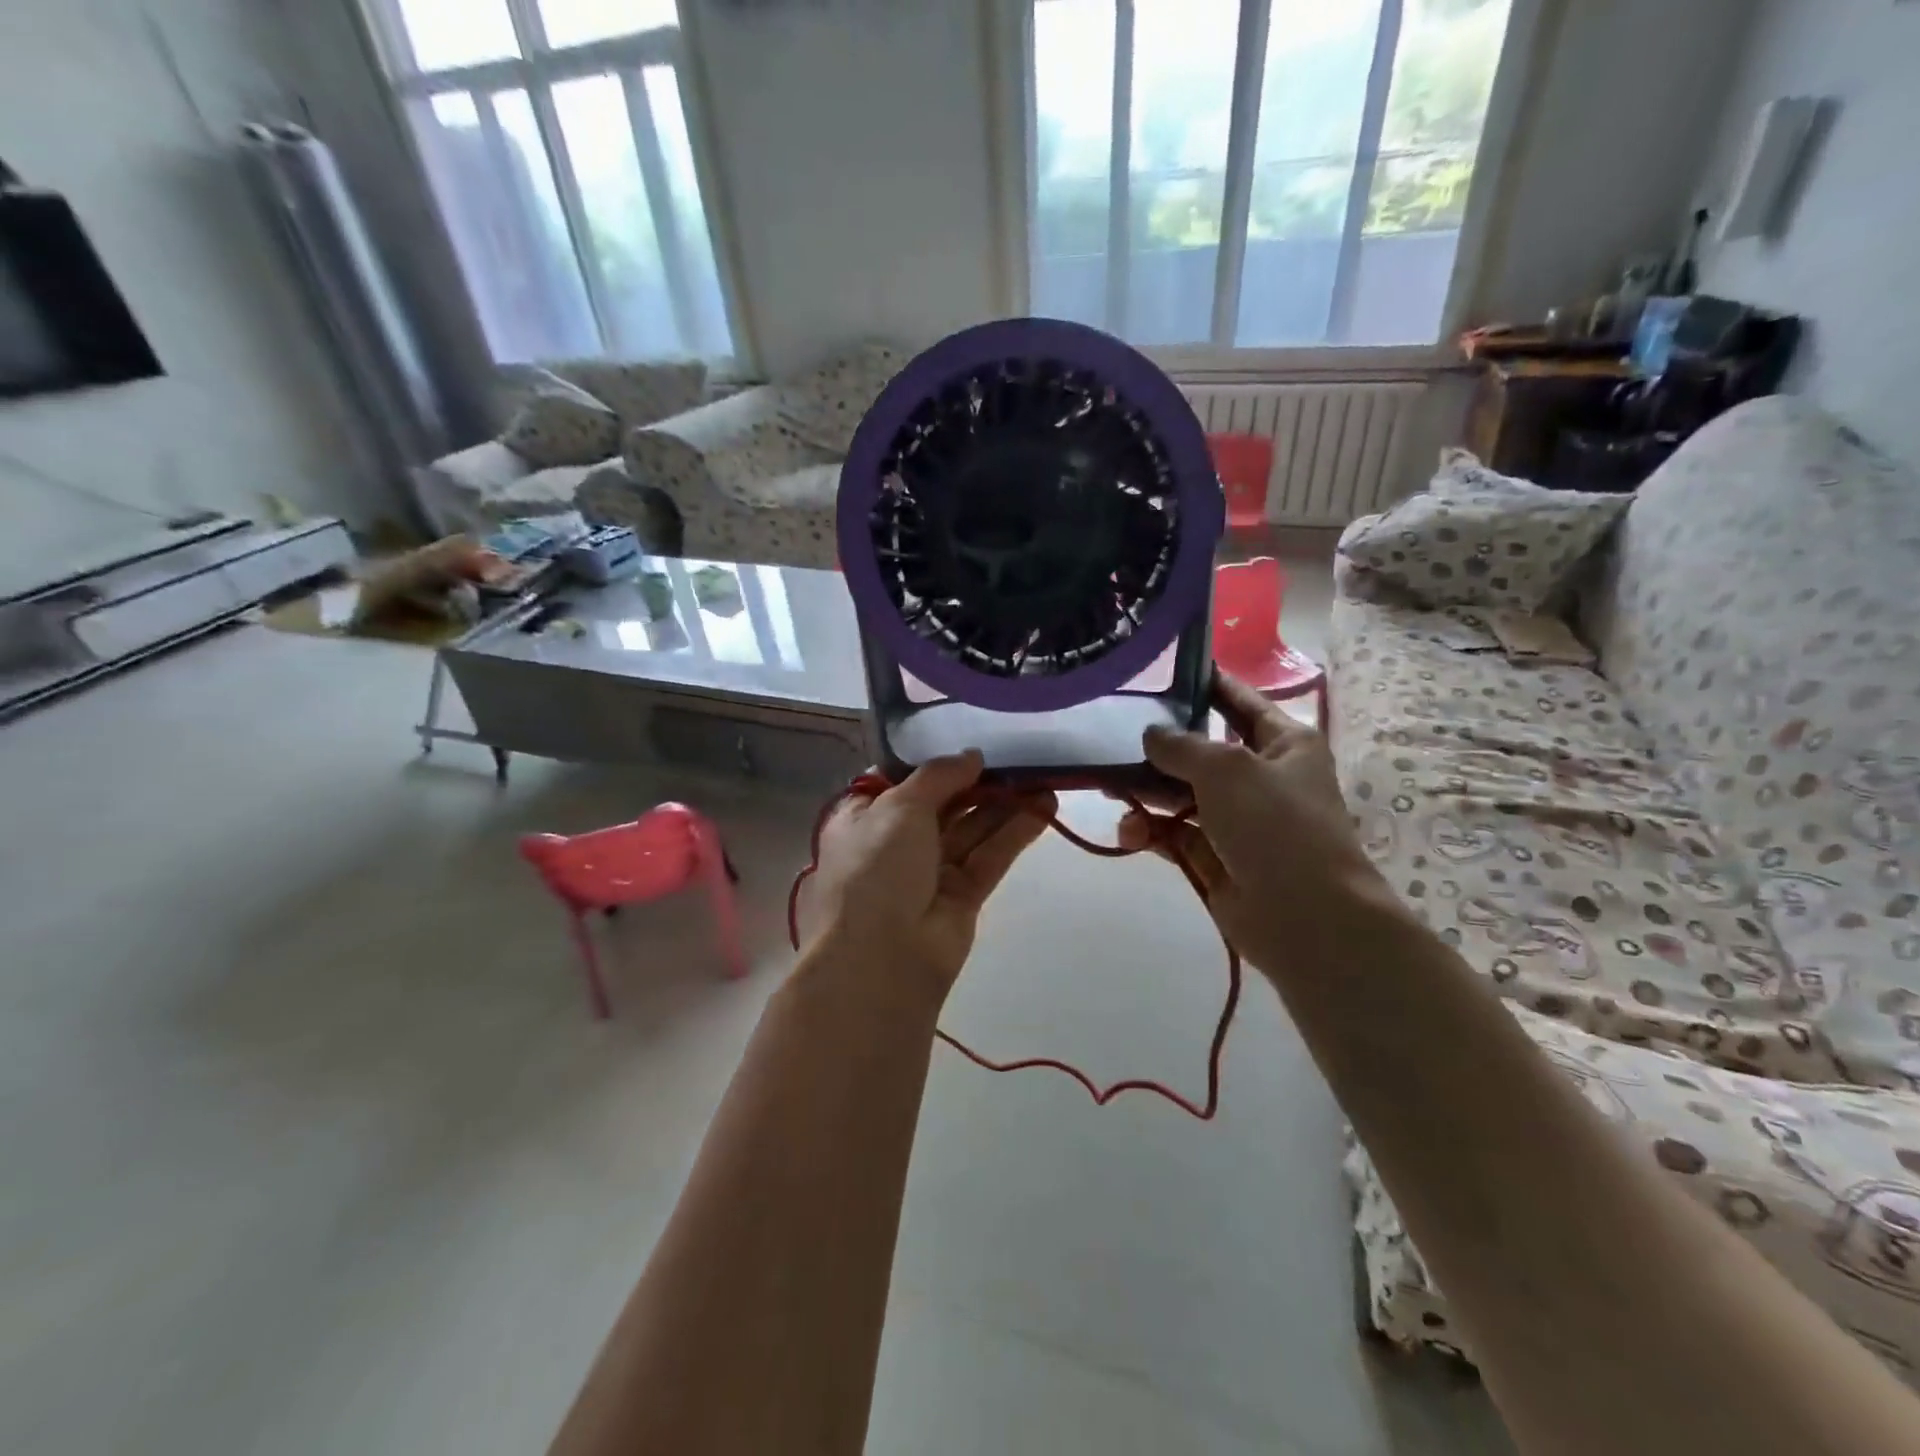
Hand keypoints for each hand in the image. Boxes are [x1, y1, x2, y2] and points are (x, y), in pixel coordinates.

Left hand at [798, 751, 1055, 1000]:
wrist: (881, 957)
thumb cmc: (876, 867)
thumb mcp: (899, 806)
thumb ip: (939, 776)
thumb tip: (972, 756)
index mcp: (864, 817)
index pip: (902, 782)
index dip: (935, 763)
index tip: (971, 742)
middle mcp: (896, 842)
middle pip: (944, 804)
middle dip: (980, 783)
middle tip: (1021, 757)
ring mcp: (930, 871)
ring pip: (973, 829)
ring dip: (1006, 805)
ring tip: (1046, 778)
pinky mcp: (963, 896)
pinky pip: (991, 856)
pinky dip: (1016, 832)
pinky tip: (1046, 807)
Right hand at [1119, 673, 1400, 981]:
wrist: (1306, 918)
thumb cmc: (1276, 826)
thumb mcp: (1227, 769)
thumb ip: (1181, 745)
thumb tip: (1150, 735)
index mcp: (1282, 743)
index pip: (1238, 701)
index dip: (1204, 683)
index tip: (1159, 669)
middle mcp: (1260, 777)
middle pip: (1200, 750)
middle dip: (1157, 746)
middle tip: (1110, 737)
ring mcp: (1236, 820)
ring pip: (1180, 794)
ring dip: (1146, 792)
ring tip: (1110, 790)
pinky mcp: (1215, 857)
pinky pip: (1174, 834)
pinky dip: (1150, 831)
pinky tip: (1129, 832)